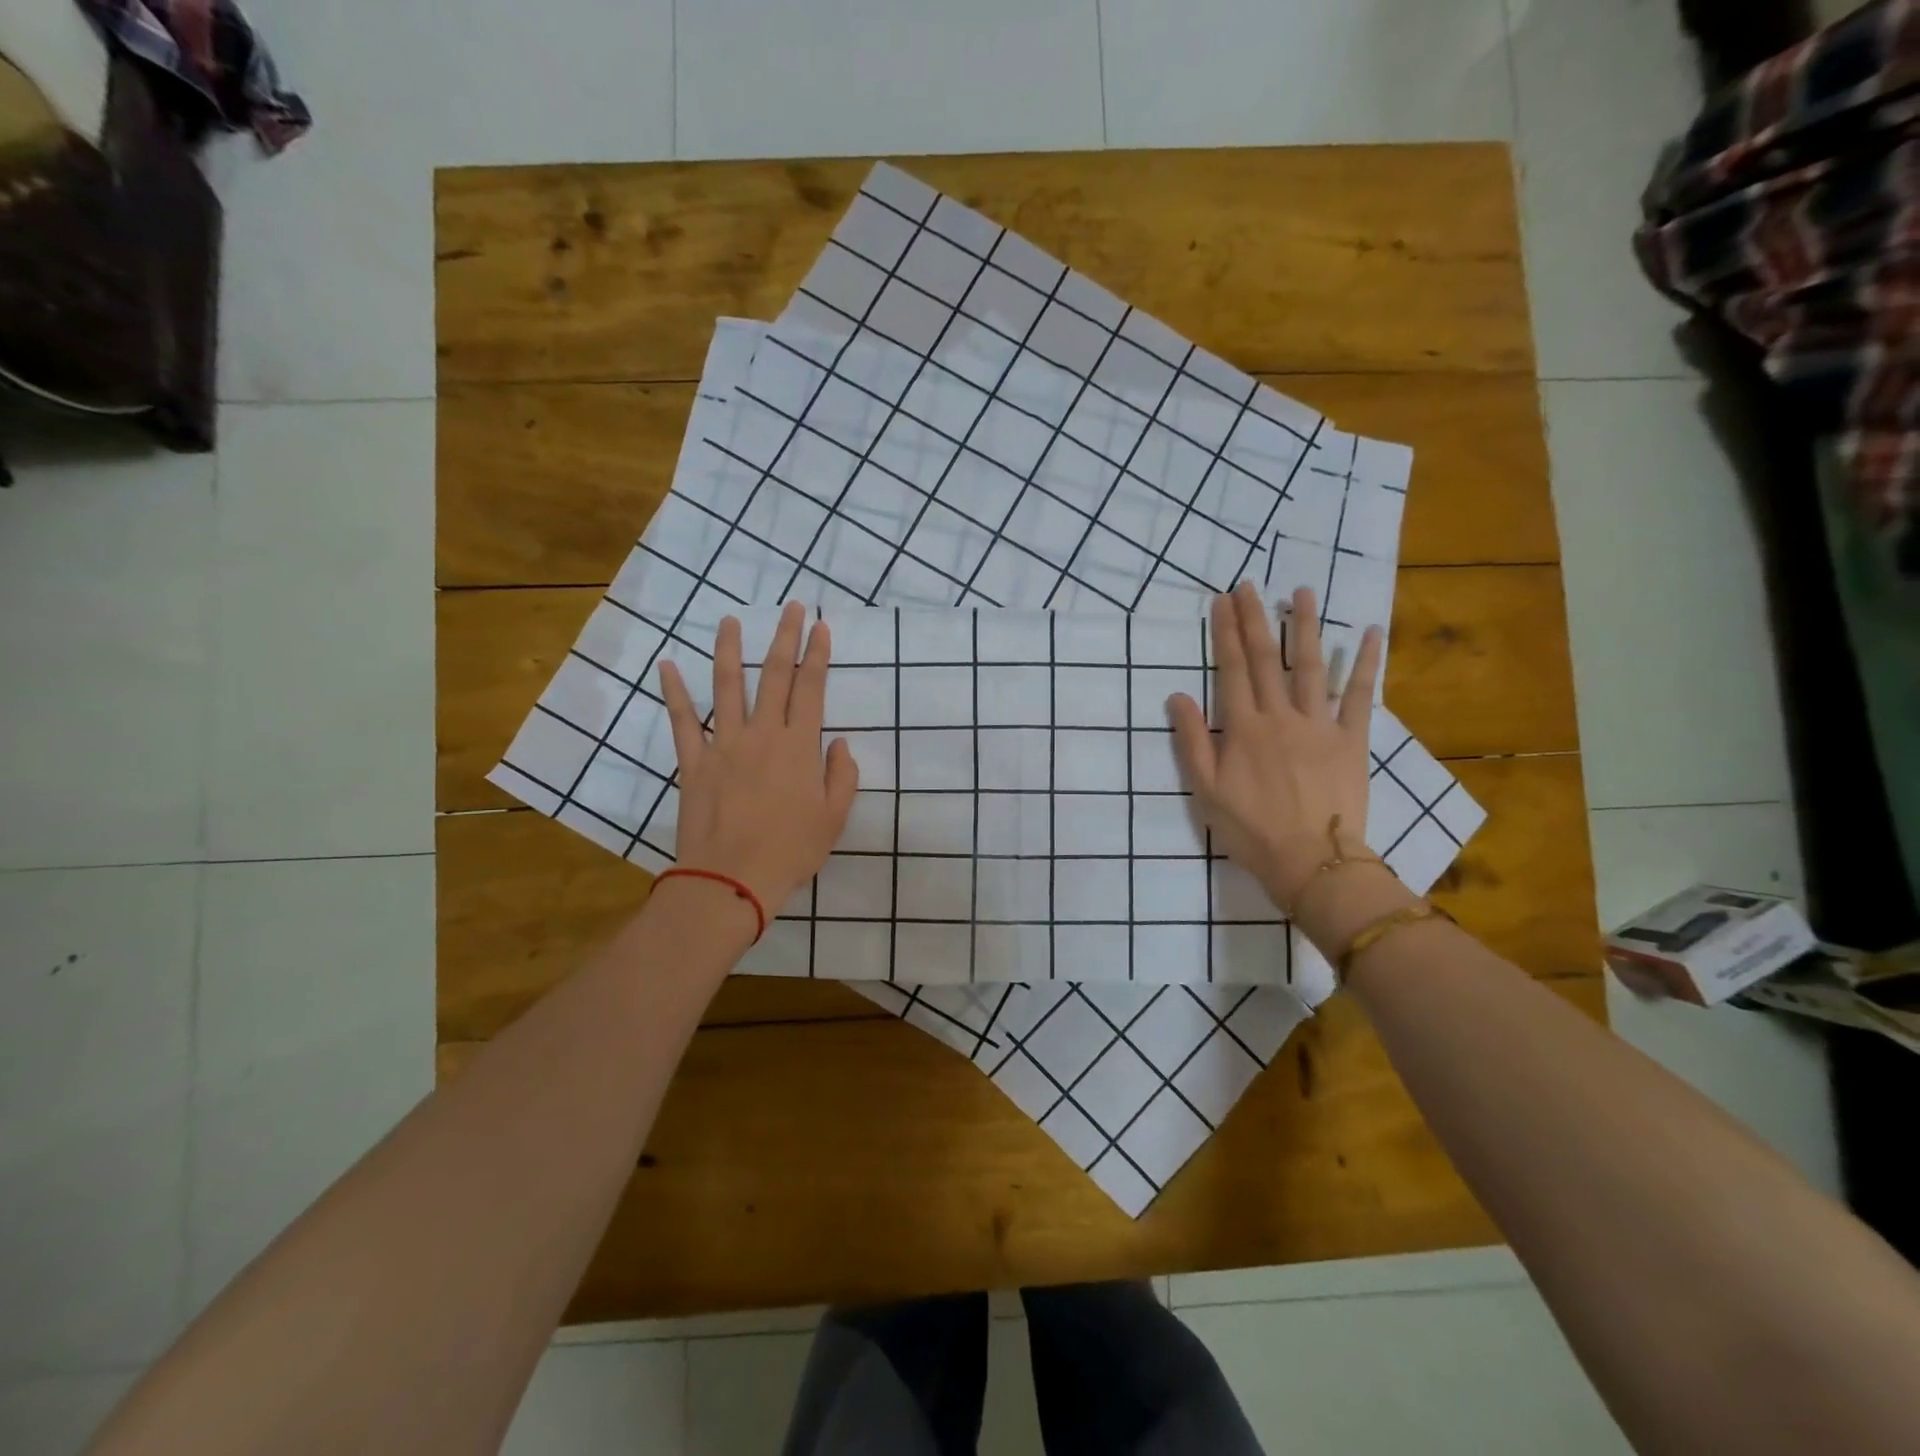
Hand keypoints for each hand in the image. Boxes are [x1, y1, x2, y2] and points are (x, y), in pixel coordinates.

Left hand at [658, 602, 858, 919]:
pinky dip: (674, 693)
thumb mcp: (833, 818)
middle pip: (773, 675)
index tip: (820, 627)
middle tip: (791, 607)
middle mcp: (762, 734)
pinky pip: (682, 721)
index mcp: (799, 746)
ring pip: (726, 687)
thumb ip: (842, 776)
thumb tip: (841, 744)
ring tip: (729, 620)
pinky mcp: (693, 762)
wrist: (731, 879)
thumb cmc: (790, 851)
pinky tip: (667, 666)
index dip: (817, 655)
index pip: (811, 689)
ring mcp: (724, 745)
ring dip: (728, 650)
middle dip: (784, 637)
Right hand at [1167, 584, 1383, 909]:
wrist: (1311, 861)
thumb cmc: (1251, 829)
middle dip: (1256, 619)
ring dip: (1305, 627)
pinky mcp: (1352, 739)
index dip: (1225, 633)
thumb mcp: (1206, 790)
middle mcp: (1280, 716)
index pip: (1231, 669)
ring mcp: (1319, 725)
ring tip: (1301, 593)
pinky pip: (1360, 695)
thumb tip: (1178, 696)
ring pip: (1311, 666)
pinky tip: (1368, 632)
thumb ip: (1192, 741)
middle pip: (1266, 659)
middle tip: (1250, 585)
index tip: (1222, 601)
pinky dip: (1365, 662)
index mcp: (1243, 728)